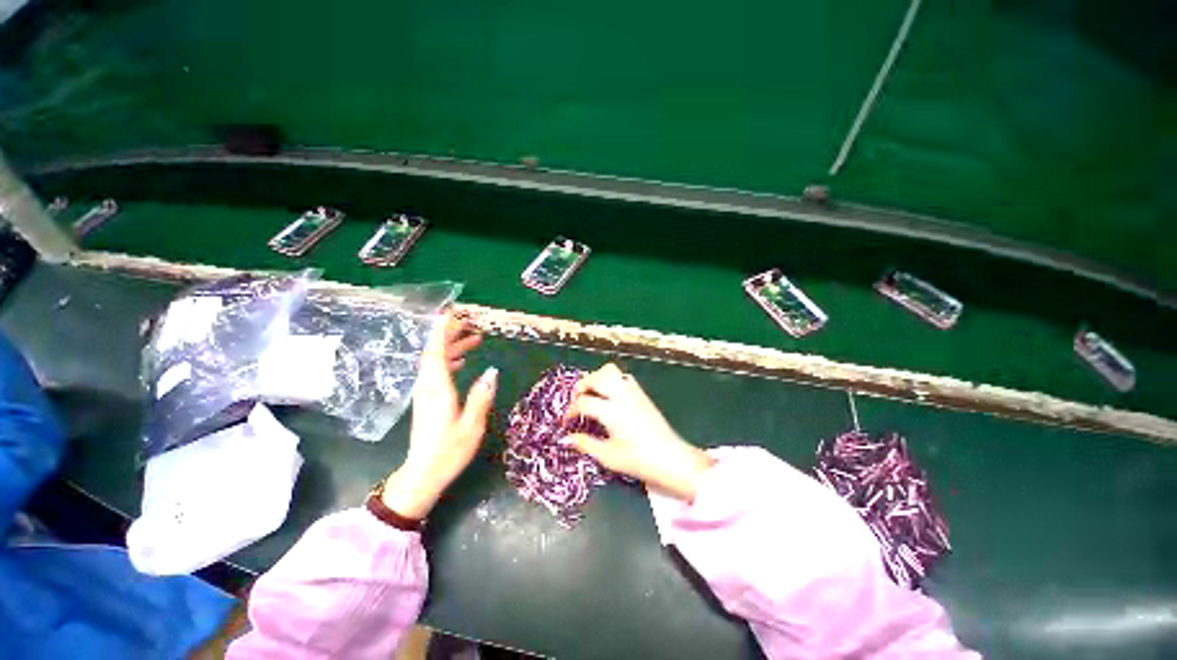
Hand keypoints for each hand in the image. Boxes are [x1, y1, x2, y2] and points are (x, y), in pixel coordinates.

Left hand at [380, 312, 496, 519]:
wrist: (422, 474)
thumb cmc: (449, 451)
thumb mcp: (472, 425)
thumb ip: (481, 396)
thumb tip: (493, 371)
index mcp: (438, 389)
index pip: (436, 352)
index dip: (442, 331)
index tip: (450, 313)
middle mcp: (428, 386)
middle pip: (435, 352)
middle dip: (450, 334)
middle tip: (470, 322)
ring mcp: (426, 393)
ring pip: (436, 361)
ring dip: (452, 346)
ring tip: (474, 338)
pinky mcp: (427, 399)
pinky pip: (436, 371)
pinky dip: (449, 360)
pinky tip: (463, 361)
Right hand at [564, 364, 714, 501]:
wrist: (672, 458)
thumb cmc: (639, 460)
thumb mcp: (608, 456)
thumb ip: (586, 444)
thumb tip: (567, 437)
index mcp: (612, 411)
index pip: (583, 402)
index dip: (571, 411)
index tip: (567, 422)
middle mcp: (621, 395)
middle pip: (595, 377)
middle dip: (581, 386)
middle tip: (577, 402)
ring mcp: (633, 392)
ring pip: (610, 371)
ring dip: (597, 378)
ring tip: (592, 395)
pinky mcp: (642, 394)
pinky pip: (623, 377)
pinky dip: (612, 381)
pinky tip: (610, 397)